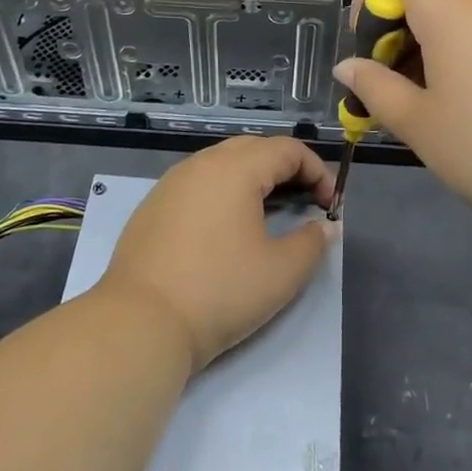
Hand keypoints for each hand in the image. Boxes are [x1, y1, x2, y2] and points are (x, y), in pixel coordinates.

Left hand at [100, 136, 336, 372]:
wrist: (140, 322)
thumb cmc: (219, 292)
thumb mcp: (281, 272)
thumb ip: (312, 242)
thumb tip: (323, 226)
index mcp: (235, 169)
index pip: (287, 150)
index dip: (317, 171)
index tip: (331, 205)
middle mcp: (202, 163)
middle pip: (254, 148)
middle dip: (286, 169)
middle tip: (305, 201)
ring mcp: (172, 182)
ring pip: (223, 162)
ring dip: (253, 178)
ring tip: (270, 211)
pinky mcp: (154, 205)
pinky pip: (199, 182)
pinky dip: (224, 191)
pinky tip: (228, 226)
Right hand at [333, 0, 471, 255]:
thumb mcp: (419, 125)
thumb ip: (374, 88)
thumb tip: (347, 67)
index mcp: (449, 10)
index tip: (368, 46)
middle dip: (394, 34)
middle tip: (392, 93)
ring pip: (456, 20)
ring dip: (427, 52)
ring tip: (431, 113)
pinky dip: (463, 62)